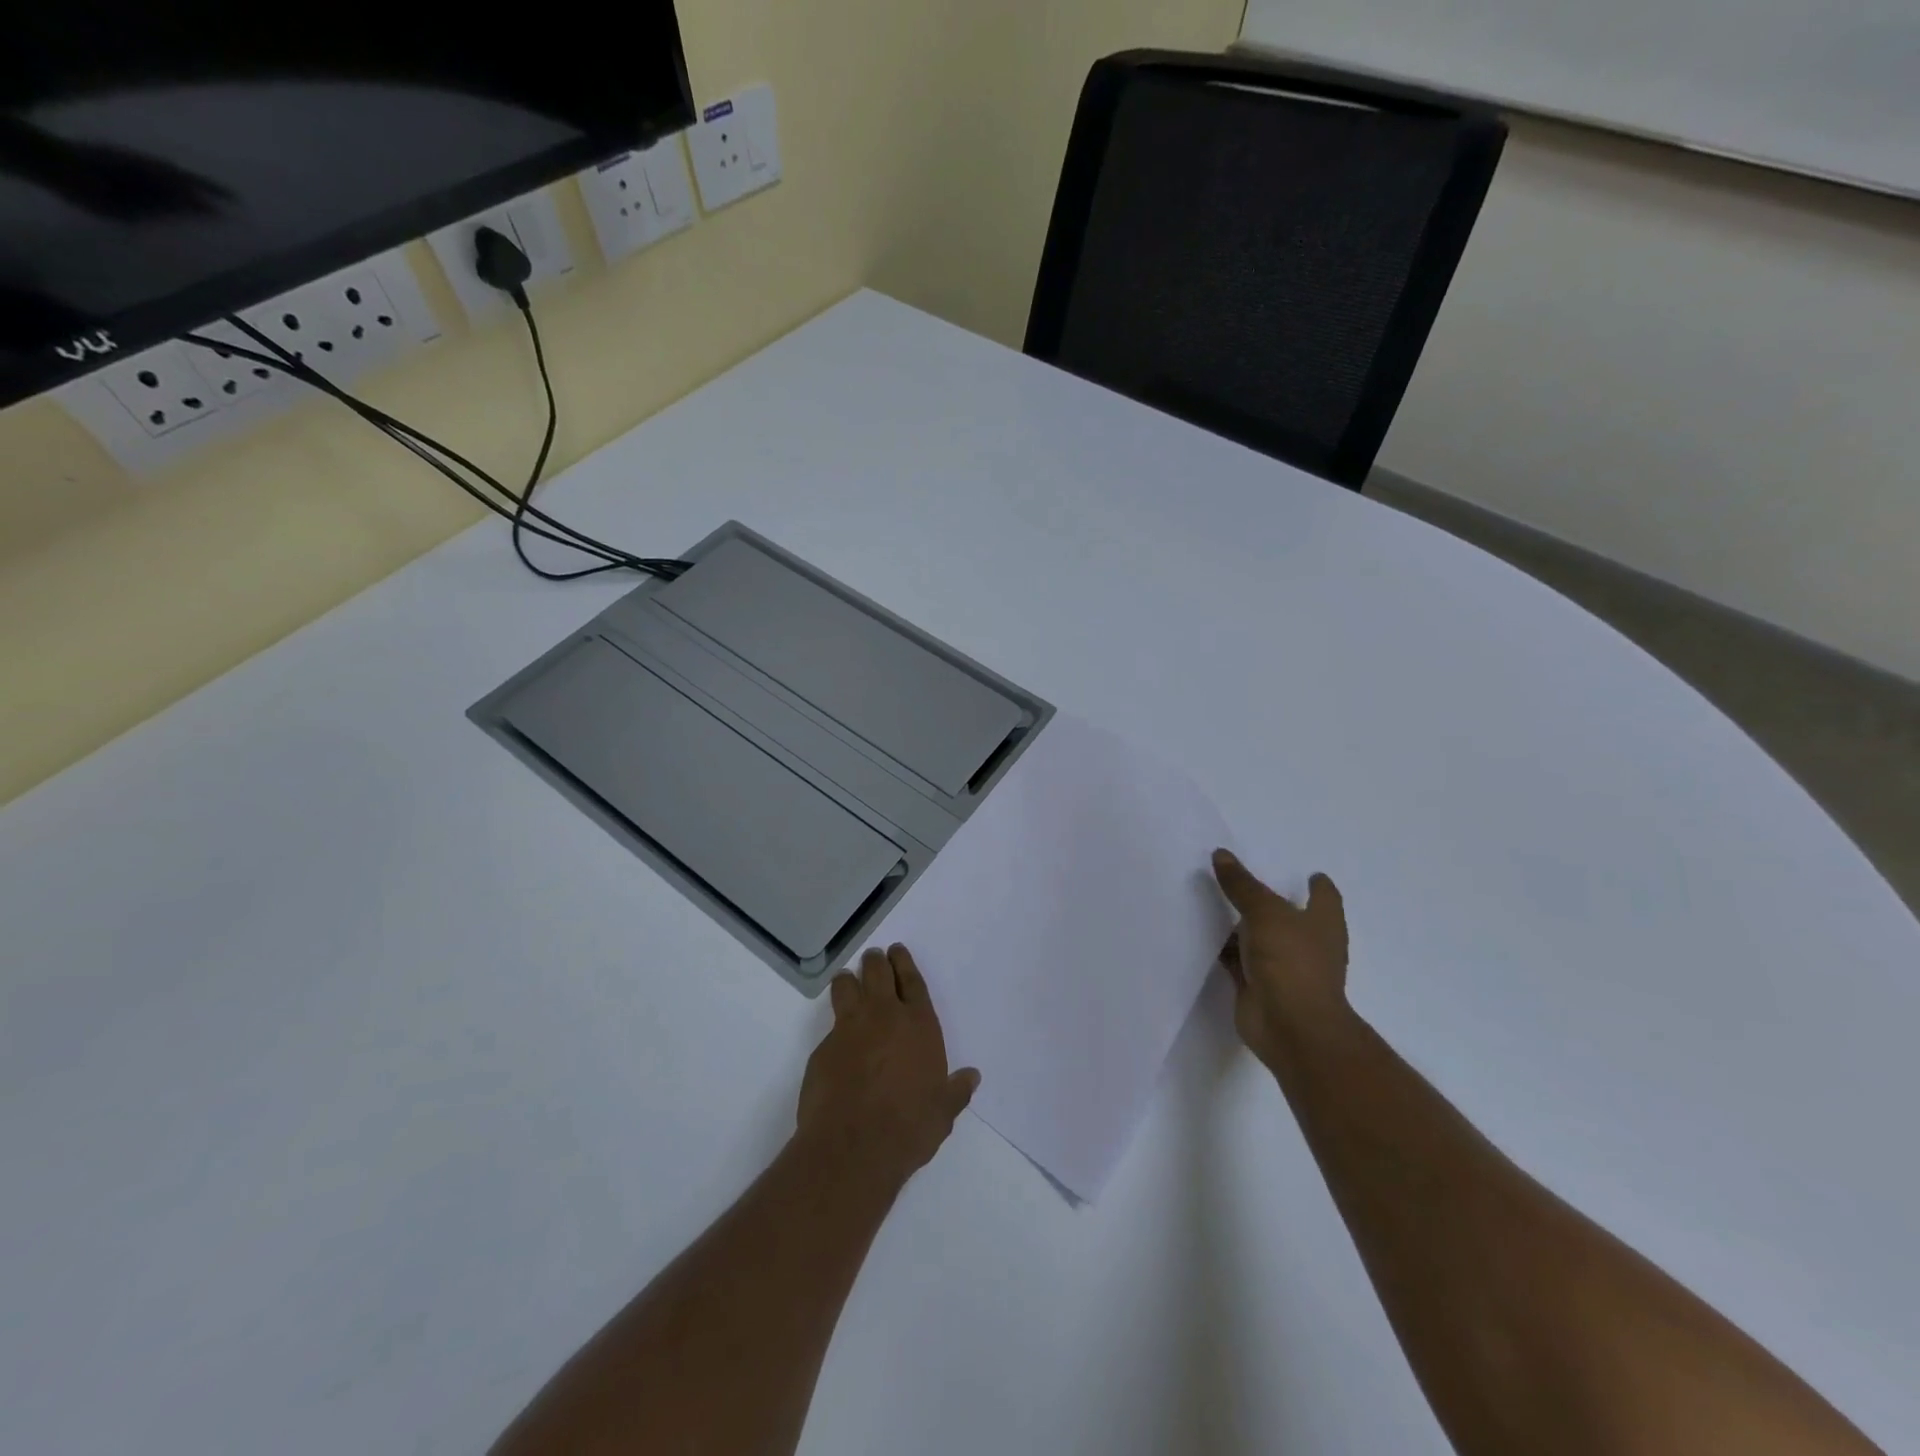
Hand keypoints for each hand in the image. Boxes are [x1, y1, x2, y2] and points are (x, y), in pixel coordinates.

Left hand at [797, 945, 979, 1185]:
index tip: (898, 951)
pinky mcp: (823, 1047)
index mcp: (918, 1024)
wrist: (853, 1147)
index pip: (912, 981)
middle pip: (878, 973)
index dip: (905, 963)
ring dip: (849, 979)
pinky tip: (837, 1033)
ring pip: (847, 986)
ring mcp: (850, 1028)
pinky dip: (835, 1021)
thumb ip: (956, 1090)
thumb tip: (972, 1076)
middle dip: (876, 962)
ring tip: (848, 979)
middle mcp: (884, 1016)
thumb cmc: (908, 1127)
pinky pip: (831, 1023)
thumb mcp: (943, 1112)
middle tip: (875, 957)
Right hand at [1212, 850, 1351, 1069]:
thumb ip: (1242, 885)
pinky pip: (1238, 962)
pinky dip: (1225, 951)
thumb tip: (1221, 854)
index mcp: (1323, 924)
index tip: (1310, 874)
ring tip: (1214, 903)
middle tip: (1243, 881)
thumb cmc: (1292, 961)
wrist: (1290, 1026)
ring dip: (1242, 927)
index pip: (1325, 898)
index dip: (1318, 886)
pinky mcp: (1258, 987)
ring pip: (1259, 939)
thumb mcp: (1265, 912)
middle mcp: (1307, 945)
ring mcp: (1283, 969)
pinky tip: (1203, 937)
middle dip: (1270, 902)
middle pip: (1288, 917)